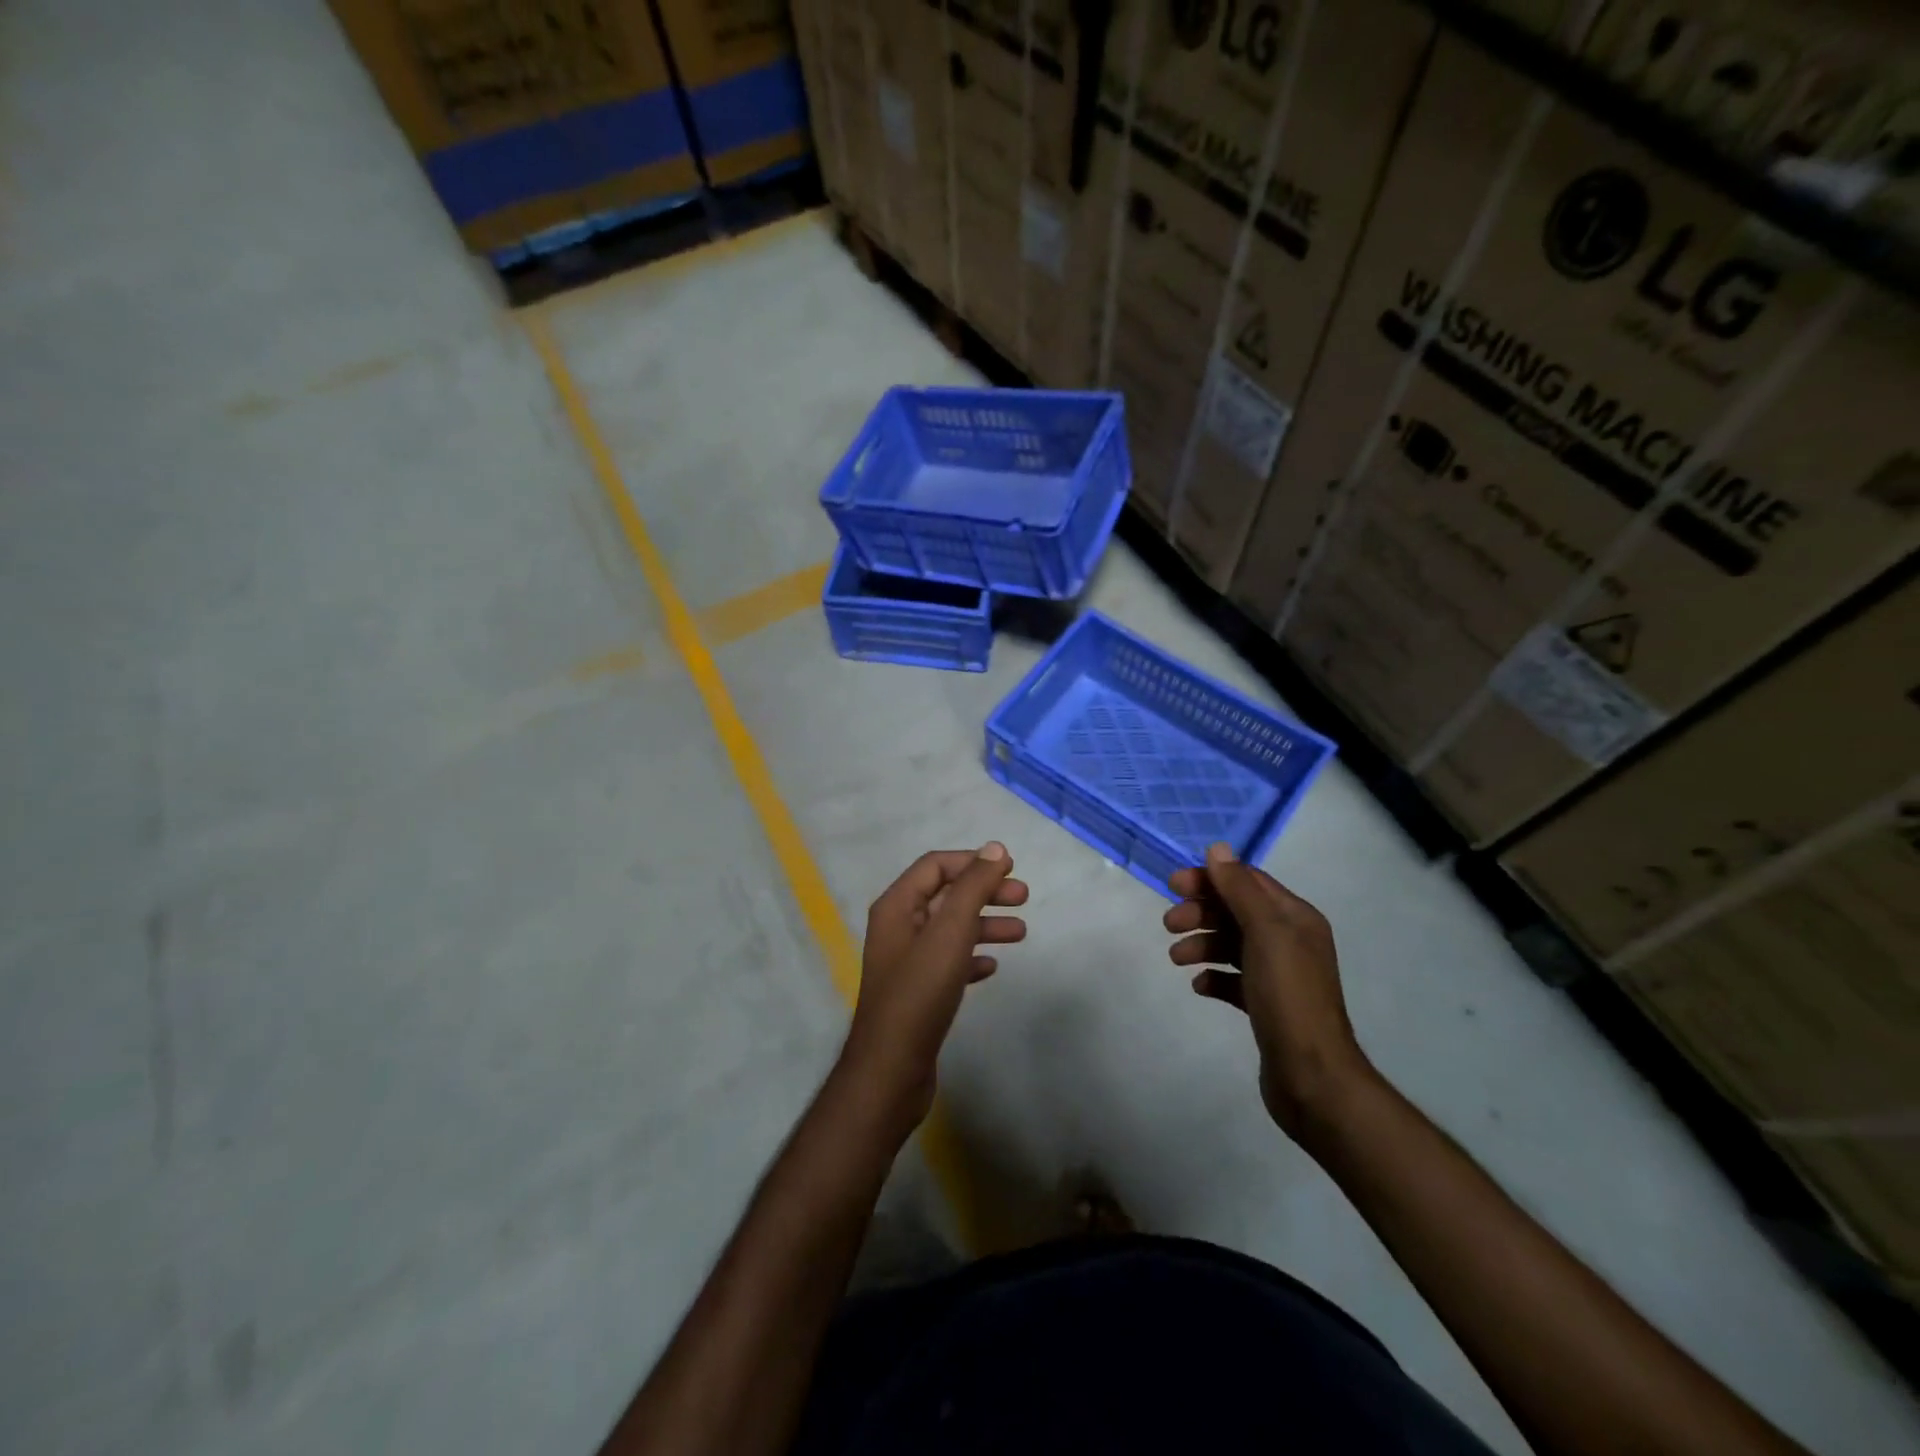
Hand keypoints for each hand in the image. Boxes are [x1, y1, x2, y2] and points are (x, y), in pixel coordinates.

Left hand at [839, 844, 1027, 1131]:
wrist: (891, 1070)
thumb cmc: (920, 993)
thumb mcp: (950, 933)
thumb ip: (972, 887)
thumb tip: (995, 848)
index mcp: (897, 906)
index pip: (936, 866)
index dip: (973, 862)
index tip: (1010, 869)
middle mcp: (898, 927)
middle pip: (946, 895)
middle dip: (985, 892)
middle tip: (1024, 898)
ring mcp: (906, 961)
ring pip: (951, 930)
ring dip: (984, 925)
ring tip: (1021, 934)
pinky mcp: (917, 992)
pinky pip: (949, 961)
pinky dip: (972, 957)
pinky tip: (992, 968)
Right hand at [1164, 843, 1373, 1139]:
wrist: (1313, 1077)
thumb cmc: (1288, 996)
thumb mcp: (1265, 933)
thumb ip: (1240, 890)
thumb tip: (1218, 849)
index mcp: (1296, 918)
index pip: (1247, 882)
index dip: (1210, 879)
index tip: (1173, 886)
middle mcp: (1290, 941)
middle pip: (1236, 912)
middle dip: (1201, 913)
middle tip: (1170, 925)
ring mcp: (1279, 975)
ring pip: (1231, 945)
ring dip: (1202, 944)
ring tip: (1177, 959)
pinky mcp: (1266, 1006)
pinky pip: (1233, 979)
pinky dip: (1214, 977)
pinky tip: (1199, 986)